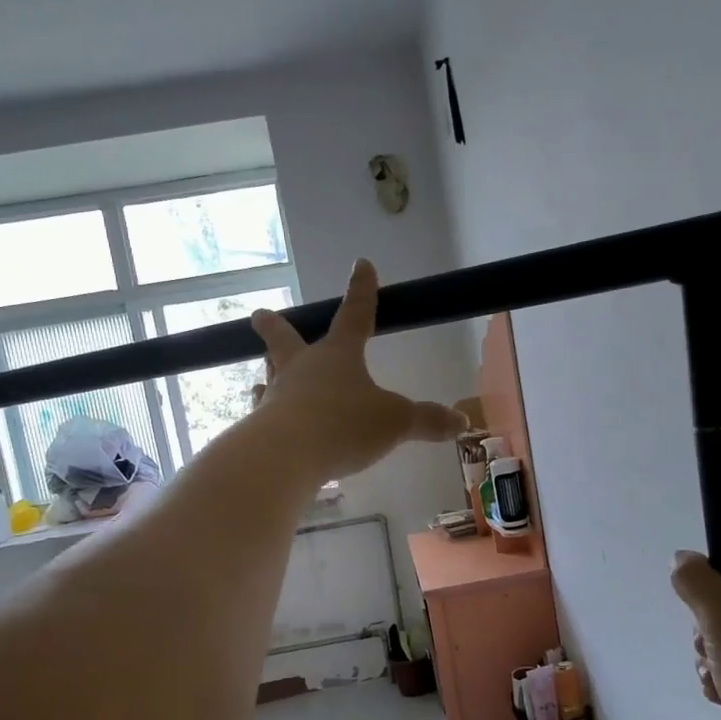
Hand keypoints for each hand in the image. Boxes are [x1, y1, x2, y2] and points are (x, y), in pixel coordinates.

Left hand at [250, 259, 465, 481]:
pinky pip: (261, 414)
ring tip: (264, 372)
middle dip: (274, 326)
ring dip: (269, 370)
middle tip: (258, 315)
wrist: (286, 455)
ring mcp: (277, 395)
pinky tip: (260, 420)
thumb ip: (427, 421)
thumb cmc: (345, 425)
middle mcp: (302, 368)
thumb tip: (462, 423)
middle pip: (284, 339)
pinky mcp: (260, 427)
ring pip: (270, 374)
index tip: (361, 264)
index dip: (362, 290)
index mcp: (338, 355)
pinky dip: (263, 414)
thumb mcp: (397, 422)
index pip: (354, 315)